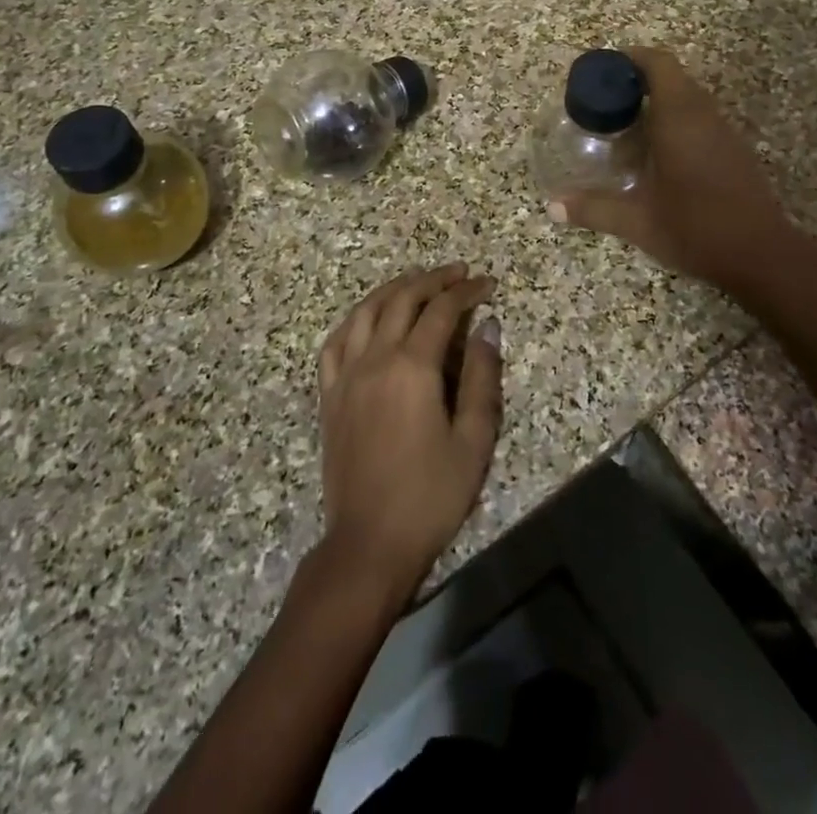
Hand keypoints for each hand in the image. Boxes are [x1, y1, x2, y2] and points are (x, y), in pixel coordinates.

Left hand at [317, 264, 502, 603]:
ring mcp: (346, 375)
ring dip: (393, 289)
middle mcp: (375, 359)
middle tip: (458, 273)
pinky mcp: (329, 395)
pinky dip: (355, 319)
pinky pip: (336, 342)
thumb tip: (486, 327)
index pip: (441, 310)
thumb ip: (481, 377)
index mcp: (412, 367)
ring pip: (366, 312)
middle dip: (433, 280)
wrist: (369, 543)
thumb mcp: (472, 439)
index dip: (466, 291)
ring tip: (416, 280)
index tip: (487, 284)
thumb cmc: (430, 494)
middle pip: (402, 300)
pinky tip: (367, 318)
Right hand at [549, 45, 807, 291]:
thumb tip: (553, 207)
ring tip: (625, 127)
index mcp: (679, 118)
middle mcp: (704, 115)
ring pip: (688, 98)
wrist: (762, 255)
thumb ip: (594, 209)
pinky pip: (700, 118)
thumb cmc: (696, 228)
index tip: (604, 71)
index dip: (630, 58)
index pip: (658, 63)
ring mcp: (723, 132)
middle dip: (637, 82)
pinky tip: (657, 154)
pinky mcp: (734, 150)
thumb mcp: (638, 222)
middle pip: (672, 77)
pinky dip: (675, 121)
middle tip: (605, 103)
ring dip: (658, 102)